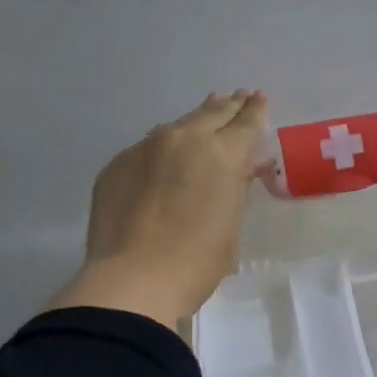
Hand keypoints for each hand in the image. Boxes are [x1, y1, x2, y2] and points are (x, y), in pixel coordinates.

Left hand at [47, 91, 269, 325]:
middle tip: (238, 97)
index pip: (246, 122)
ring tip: (205, 114)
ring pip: (177, 126)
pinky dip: (163, 148)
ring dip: (195, 121)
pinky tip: (165, 156)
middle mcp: (183, 139)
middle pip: (212, 113)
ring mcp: (145, 148)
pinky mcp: (117, 165)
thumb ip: (237, 186)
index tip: (259, 98)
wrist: (132, 280)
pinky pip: (147, 148)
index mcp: (221, 153)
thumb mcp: (231, 222)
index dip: (256, 110)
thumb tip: (244, 164)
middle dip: (228, 106)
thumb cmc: (196, 261)